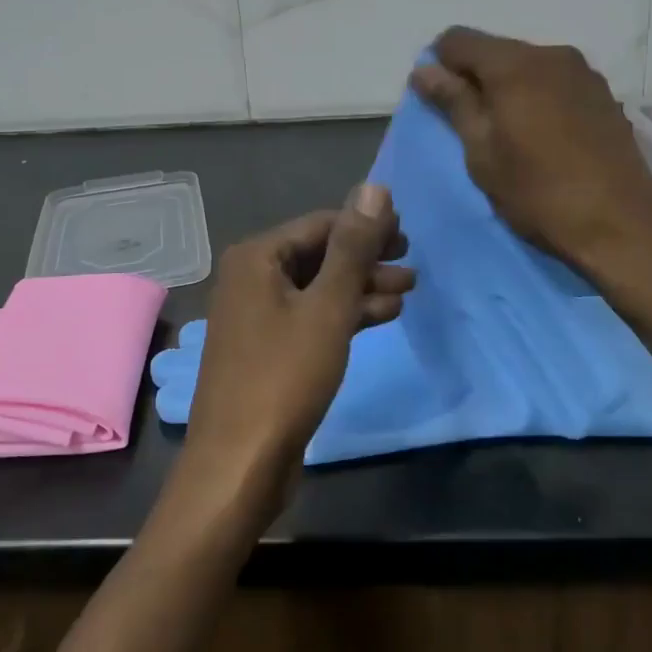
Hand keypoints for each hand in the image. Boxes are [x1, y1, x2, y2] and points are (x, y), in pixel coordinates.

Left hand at [179, 185, 412, 508]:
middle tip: (411, 262)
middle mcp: (251, 278)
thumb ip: (353, 247)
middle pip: (319, 254)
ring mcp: (258, 315)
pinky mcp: (269, 348)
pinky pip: (312, 316)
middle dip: (367, 258)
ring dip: (362, 287)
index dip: (366, 225)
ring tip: (409, 289)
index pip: (321, 224)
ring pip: (319, 288)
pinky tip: (383, 316)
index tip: (408, 232)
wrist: (240, 463)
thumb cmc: (285, 376)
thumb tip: (374, 188)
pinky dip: (345, 314)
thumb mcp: (328, 307)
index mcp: (257, 257)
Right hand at [410, 28, 651, 279]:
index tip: (438, 101)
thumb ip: (453, 103)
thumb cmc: (538, 193)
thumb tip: (424, 70)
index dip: (439, 64)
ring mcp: (584, 72)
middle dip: (474, 77)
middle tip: (469, 124)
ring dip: (508, 88)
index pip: (458, 40)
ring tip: (508, 132)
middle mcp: (551, 54)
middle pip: (496, 50)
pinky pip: (555, 81)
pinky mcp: (604, 94)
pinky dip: (537, 96)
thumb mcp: (482, 152)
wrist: (621, 226)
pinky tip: (543, 135)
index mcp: (514, 65)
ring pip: (528, 65)